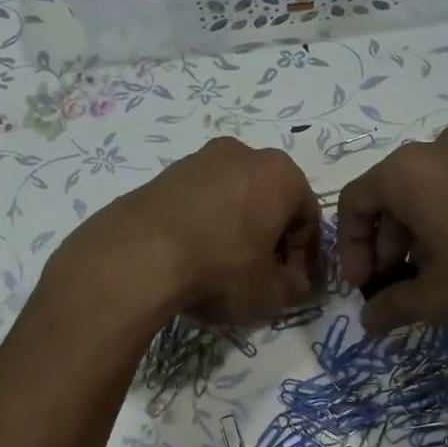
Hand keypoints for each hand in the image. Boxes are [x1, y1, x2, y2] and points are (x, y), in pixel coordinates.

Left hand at [59, 137, 319, 327]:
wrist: (140, 255)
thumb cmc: (221, 268)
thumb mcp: (270, 292)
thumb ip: (295, 287)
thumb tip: (296, 282)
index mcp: (282, 173)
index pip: (307, 218)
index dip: (301, 256)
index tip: (287, 284)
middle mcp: (245, 153)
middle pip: (269, 202)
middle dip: (268, 237)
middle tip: (256, 275)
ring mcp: (200, 158)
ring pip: (233, 198)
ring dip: (235, 229)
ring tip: (219, 267)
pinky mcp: (165, 172)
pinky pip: (199, 200)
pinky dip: (203, 223)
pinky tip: (190, 255)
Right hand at [336, 124, 447, 332]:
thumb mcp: (438, 298)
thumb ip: (392, 307)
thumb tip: (368, 321)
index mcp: (406, 171)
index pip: (354, 204)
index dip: (351, 251)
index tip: (364, 288)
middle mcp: (437, 148)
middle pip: (390, 197)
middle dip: (385, 246)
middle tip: (398, 287)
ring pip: (427, 192)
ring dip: (417, 236)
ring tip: (434, 277)